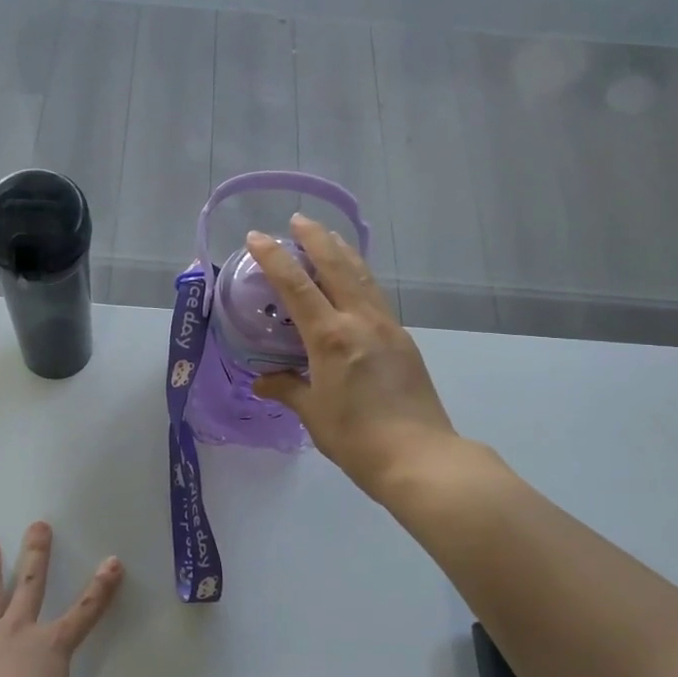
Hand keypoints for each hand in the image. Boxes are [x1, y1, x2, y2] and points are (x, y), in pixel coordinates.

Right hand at [246, 215, 460, 499]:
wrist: (420, 457)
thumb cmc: (356, 438)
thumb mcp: (313, 413)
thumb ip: (287, 389)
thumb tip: (262, 381)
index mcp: (331, 337)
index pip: (297, 285)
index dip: (274, 258)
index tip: (258, 237)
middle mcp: (360, 321)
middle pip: (336, 265)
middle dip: (315, 237)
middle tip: (298, 219)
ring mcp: (387, 327)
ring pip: (362, 275)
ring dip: (342, 251)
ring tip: (328, 235)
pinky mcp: (403, 340)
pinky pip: (376, 295)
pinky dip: (360, 276)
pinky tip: (355, 279)